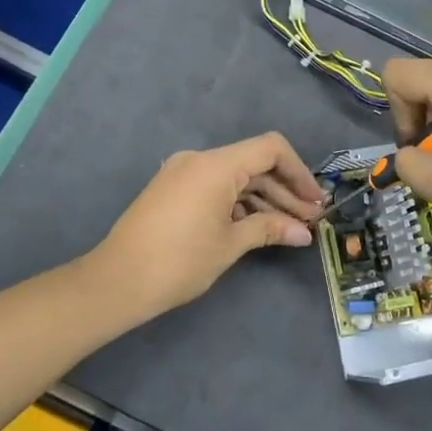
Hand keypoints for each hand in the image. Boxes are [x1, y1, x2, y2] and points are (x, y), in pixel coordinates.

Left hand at [91, 133, 324, 321]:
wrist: (116, 281)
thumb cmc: (179, 261)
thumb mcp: (230, 244)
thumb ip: (269, 229)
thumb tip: (303, 232)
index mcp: (215, 165)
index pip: (270, 149)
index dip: (299, 172)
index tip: (315, 201)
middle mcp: (199, 159)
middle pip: (254, 164)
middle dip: (284, 191)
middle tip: (309, 221)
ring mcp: (182, 173)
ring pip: (235, 177)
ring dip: (263, 199)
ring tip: (289, 228)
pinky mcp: (172, 190)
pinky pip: (215, 186)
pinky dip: (239, 203)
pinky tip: (256, 226)